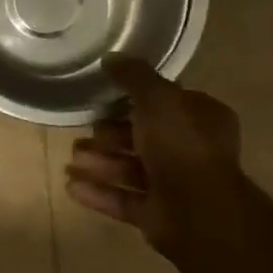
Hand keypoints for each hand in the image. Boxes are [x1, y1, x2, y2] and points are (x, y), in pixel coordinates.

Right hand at [64, 55, 245, 261]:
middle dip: (110, 134)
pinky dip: (97, 192)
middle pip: (143, 137)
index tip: (106, 95)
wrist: (199, 212)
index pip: (166, 102)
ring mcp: (175, 186)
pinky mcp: (157, 214)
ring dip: (99, 163)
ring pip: (130, 168)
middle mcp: (190, 150)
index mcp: (201, 119)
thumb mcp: (158, 98)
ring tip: (71, 159)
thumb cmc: (182, 146)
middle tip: (86, 131)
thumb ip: (134, 76)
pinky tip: (71, 185)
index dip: (136, 98)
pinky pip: (122, 199)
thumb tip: (112, 58)